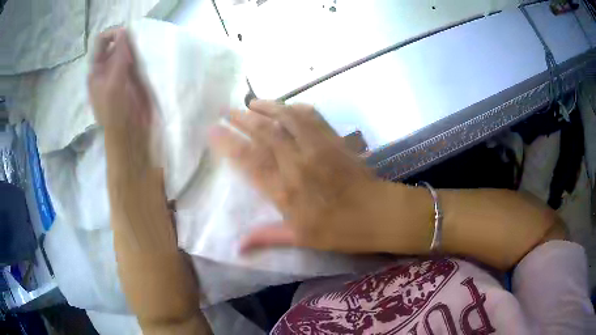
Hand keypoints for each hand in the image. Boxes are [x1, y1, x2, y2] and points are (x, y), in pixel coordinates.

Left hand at [88, 27, 151, 134]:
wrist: (129, 132)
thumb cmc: (116, 111)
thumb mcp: (113, 84)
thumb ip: (117, 57)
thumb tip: (123, 31)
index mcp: (97, 69)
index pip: (101, 41)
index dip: (113, 35)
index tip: (126, 39)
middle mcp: (107, 67)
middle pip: (115, 42)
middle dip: (126, 40)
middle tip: (135, 48)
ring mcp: (120, 71)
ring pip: (126, 48)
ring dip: (135, 46)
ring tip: (142, 52)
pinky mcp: (133, 76)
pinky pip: (136, 57)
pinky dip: (141, 53)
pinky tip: (146, 57)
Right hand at [209, 100, 400, 252]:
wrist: (377, 213)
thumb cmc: (339, 230)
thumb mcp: (301, 239)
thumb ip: (267, 237)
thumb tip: (237, 247)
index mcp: (285, 190)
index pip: (248, 160)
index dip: (227, 143)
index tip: (212, 130)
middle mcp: (297, 163)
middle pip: (264, 133)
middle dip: (241, 118)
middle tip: (226, 109)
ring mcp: (317, 147)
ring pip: (286, 118)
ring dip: (267, 107)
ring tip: (251, 102)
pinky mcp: (334, 139)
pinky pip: (312, 116)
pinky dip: (297, 108)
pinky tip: (288, 106)